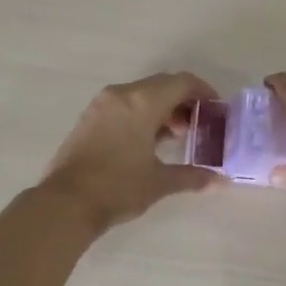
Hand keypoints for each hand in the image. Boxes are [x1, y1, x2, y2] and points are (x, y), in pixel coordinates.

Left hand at [39, 73, 220, 233]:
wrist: (65, 203)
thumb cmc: (117, 188)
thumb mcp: (159, 182)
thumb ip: (192, 176)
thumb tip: (221, 181)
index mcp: (142, 101)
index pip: (181, 82)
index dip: (203, 92)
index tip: (216, 109)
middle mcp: (122, 94)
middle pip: (162, 84)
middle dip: (183, 101)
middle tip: (198, 125)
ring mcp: (102, 104)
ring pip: (141, 93)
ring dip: (162, 107)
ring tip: (174, 136)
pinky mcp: (89, 117)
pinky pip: (124, 103)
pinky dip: (141, 113)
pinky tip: (147, 141)